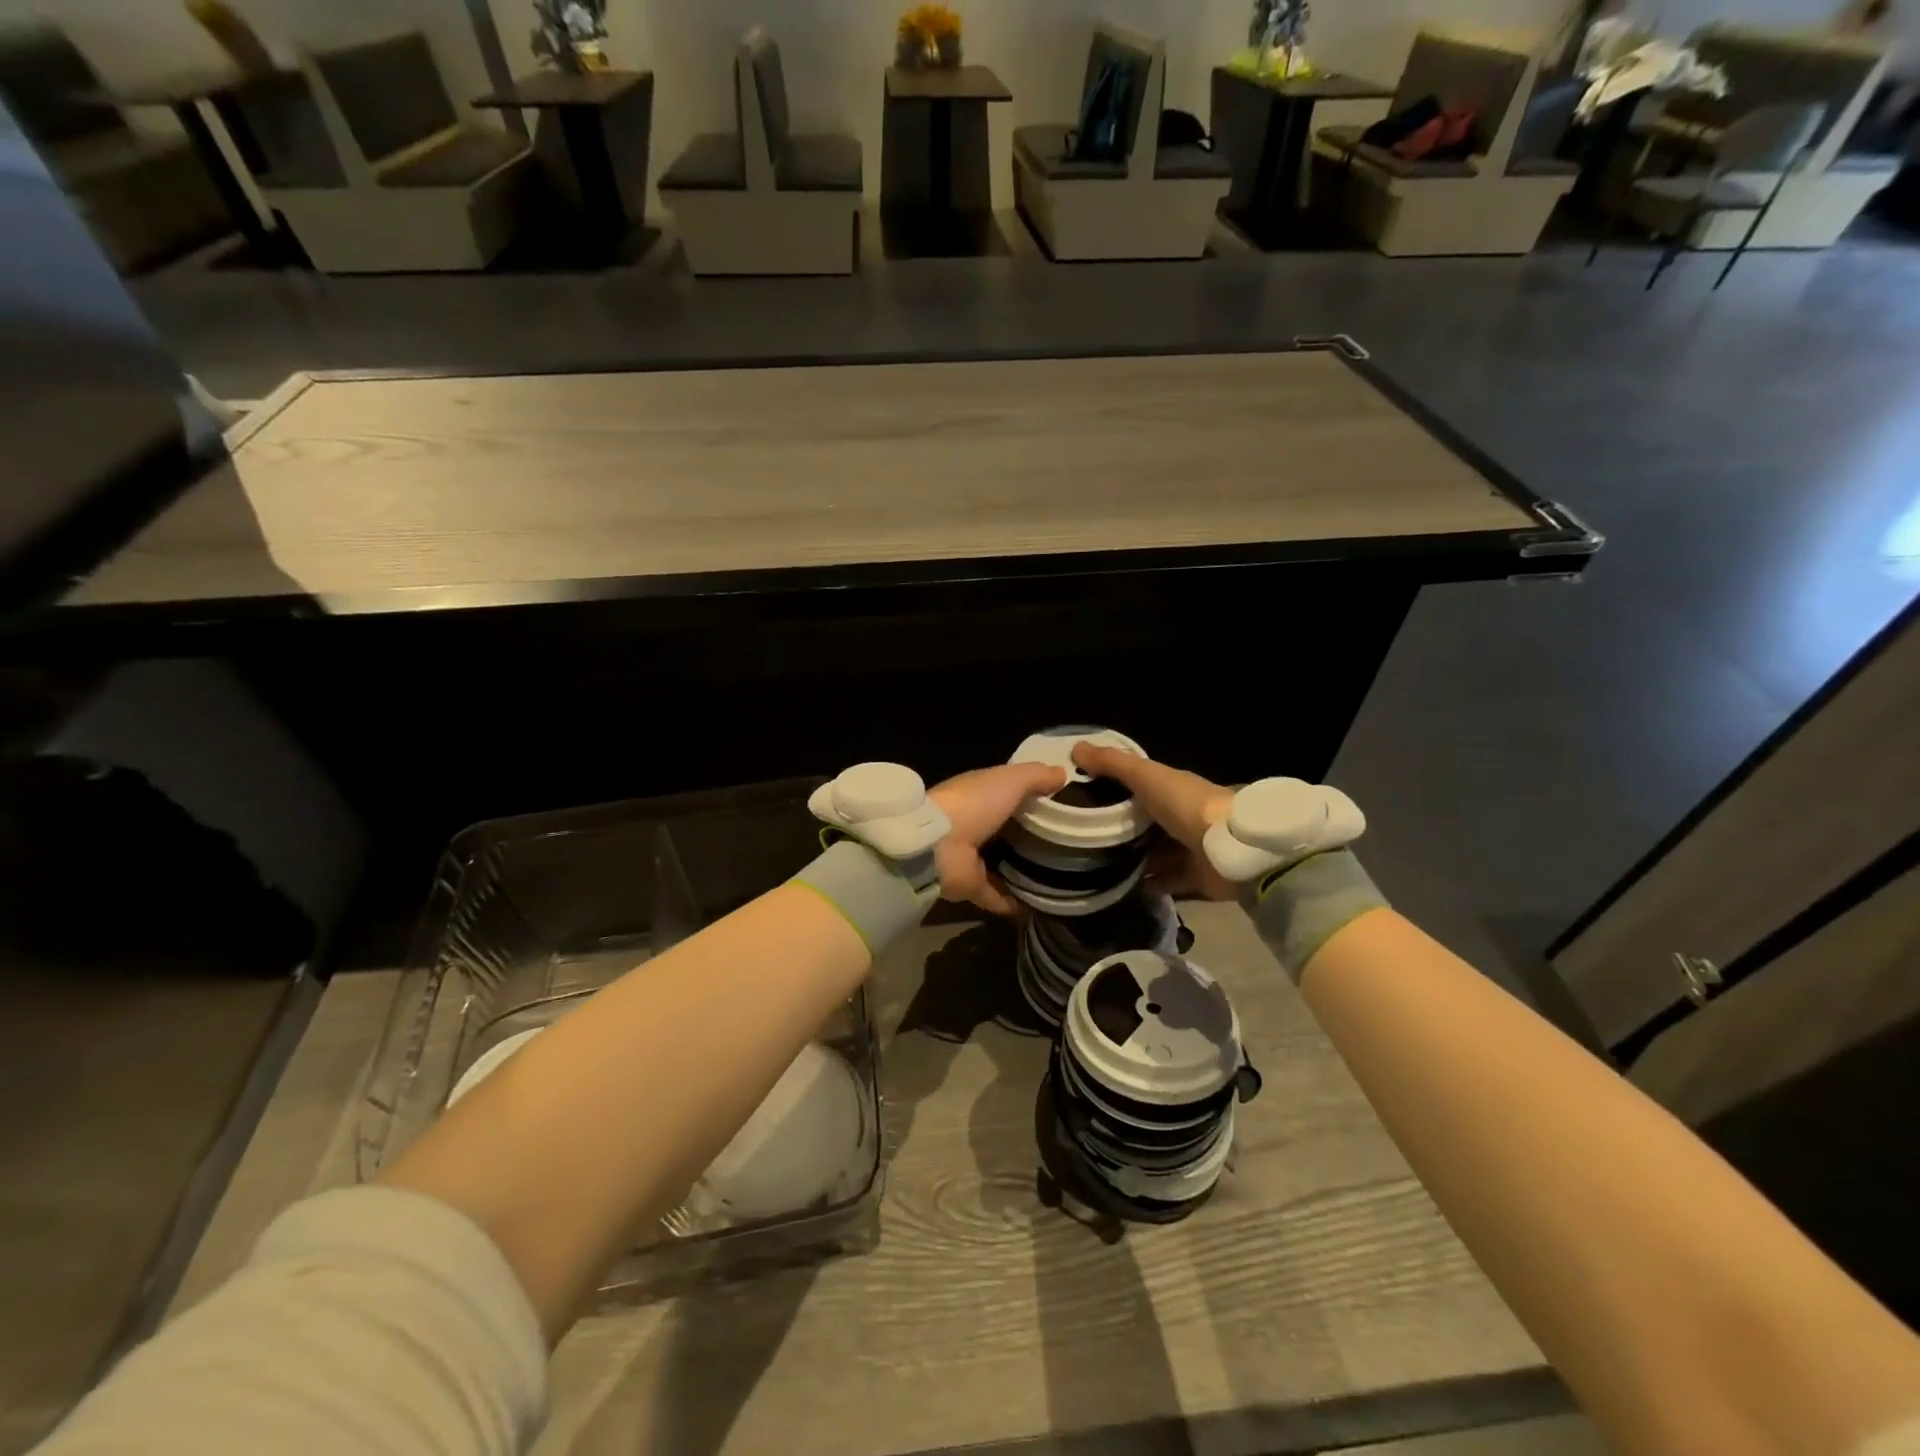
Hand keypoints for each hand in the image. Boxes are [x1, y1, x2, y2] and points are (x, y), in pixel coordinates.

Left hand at [928, 762, 1069, 914]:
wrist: (937, 846)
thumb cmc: (974, 804)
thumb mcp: (1010, 780)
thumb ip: (1035, 776)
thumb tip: (1062, 773)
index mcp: (978, 795)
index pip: (1006, 793)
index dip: (1030, 795)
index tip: (1060, 803)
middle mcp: (972, 825)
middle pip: (1005, 829)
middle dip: (1028, 835)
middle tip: (1065, 843)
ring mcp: (970, 858)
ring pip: (1000, 863)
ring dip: (1021, 870)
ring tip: (1056, 876)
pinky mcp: (970, 887)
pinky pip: (995, 896)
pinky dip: (1012, 902)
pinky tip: (1037, 907)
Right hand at [1070, 744, 1238, 900]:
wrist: (1232, 848)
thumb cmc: (1187, 805)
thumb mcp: (1145, 776)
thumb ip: (1113, 764)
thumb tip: (1076, 747)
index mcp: (1175, 789)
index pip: (1144, 787)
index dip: (1117, 790)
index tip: (1086, 798)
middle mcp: (1185, 817)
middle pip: (1150, 823)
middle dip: (1124, 829)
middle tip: (1086, 838)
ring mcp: (1193, 849)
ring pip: (1159, 853)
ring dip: (1136, 859)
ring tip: (1099, 866)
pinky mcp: (1198, 878)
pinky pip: (1169, 881)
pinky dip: (1150, 884)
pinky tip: (1124, 888)